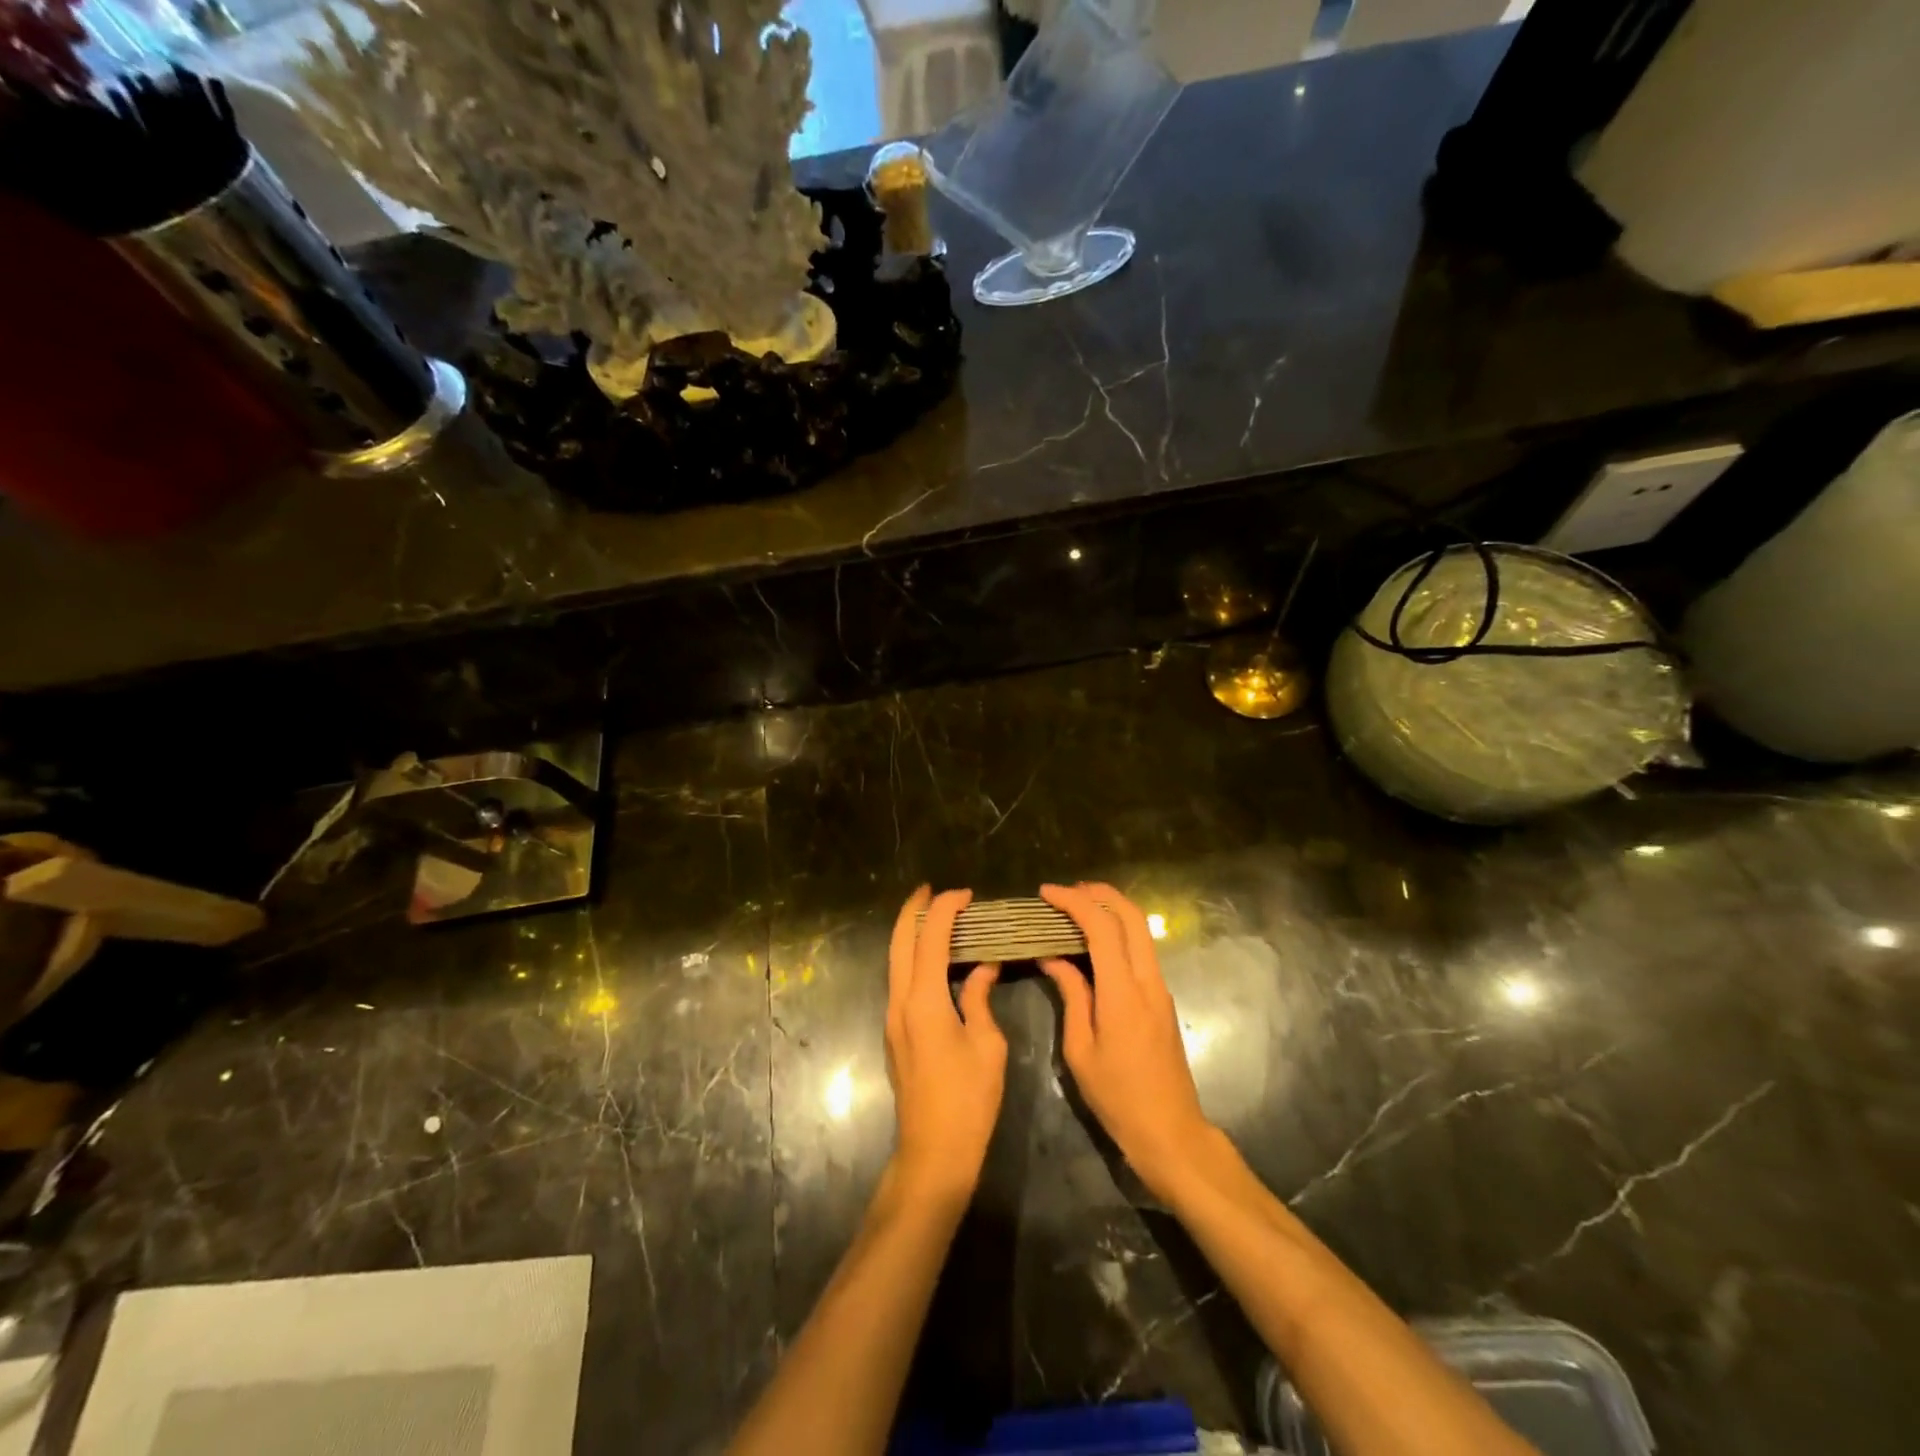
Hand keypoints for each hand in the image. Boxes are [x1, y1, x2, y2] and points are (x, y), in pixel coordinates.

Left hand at [885, 887, 1005, 1202]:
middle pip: (899, 942)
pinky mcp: (896, 1032)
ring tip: (935, 916)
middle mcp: (900, 1002)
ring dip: (911, 933)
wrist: (933, 1152)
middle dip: (913, 910)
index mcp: (924, 1001)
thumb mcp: (987, 1044)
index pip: (930, 939)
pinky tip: (936, 958)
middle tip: (932, 889)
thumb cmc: (968, 1099)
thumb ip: (980, 998)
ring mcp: (893, 1018)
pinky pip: (901, 979)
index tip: (966, 894)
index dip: (946, 910)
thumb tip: (983, 967)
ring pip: (896, 960)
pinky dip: (914, 957)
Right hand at [1039, 882, 1215, 1199]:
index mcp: (1123, 992)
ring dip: (1111, 910)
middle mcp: (1148, 980)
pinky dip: (1118, 932)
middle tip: (1067, 891)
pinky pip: (1141, 950)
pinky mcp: (1162, 998)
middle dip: (1100, 893)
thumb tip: (1053, 957)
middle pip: (1131, 916)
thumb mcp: (1080, 1049)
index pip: (1101, 927)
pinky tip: (1093, 943)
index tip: (1046, 893)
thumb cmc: (1117, 1096)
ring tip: (1076, 910)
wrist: (1170, 1131)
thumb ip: (1071, 995)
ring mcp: (1160, 988)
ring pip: (1140, 931)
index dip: (1074, 902)